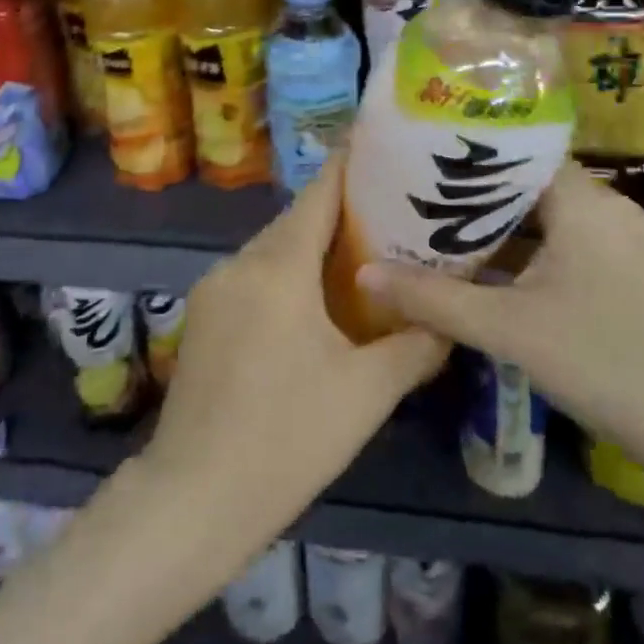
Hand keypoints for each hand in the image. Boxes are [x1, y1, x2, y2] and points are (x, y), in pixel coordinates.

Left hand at [140, 152, 446, 552]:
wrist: (194, 496)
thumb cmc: (287, 439)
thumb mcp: (366, 394)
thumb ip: (415, 346)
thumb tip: (450, 321)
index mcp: (277, 268)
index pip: (319, 195)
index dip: (350, 166)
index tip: (383, 147)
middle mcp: (239, 264)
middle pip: (296, 221)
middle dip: (341, 213)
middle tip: (393, 214)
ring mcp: (213, 290)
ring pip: (272, 250)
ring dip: (311, 248)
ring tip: (363, 257)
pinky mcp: (202, 317)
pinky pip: (253, 278)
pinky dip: (286, 275)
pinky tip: (314, 304)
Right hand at [357, 165, 643, 463]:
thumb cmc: (604, 363)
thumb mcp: (506, 329)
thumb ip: (432, 299)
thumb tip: (364, 273)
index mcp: (585, 202)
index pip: (518, 151)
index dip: (468, 153)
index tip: (419, 159)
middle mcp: (609, 209)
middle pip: (529, 183)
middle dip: (474, 193)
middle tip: (419, 197)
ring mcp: (625, 242)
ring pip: (548, 217)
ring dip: (500, 225)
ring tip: (443, 230)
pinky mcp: (630, 274)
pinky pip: (567, 243)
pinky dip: (528, 250)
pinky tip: (491, 271)